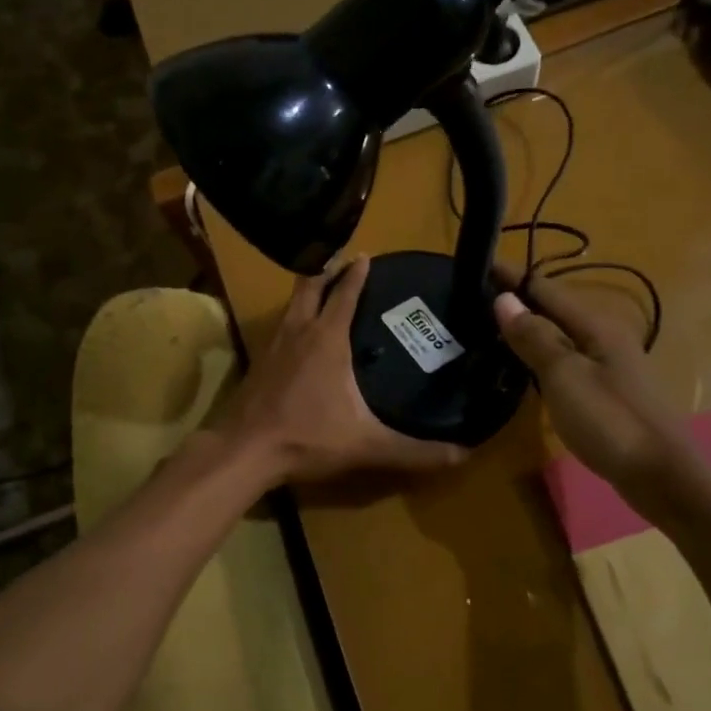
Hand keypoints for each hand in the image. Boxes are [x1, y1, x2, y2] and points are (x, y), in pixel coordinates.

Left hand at [223, 256, 468, 485]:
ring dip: (307, 290)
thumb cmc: (308, 436)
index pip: (344, 294)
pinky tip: (298, 334)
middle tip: (342, 260)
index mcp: (326, 339)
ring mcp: (273, 345)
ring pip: (291, 304)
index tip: (365, 255)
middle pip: (310, 287)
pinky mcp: (258, 362)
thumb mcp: (367, 444)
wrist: (245, 449)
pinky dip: (293, 316)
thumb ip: (415, 451)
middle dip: (327, 270)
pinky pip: (280, 326)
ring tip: (321, 287)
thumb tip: (464, 455)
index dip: (355, 274)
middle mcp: (298, 331)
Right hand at [494, 269, 710, 528]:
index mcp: (596, 326)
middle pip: (554, 309)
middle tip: (476, 298)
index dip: (512, 277)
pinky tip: (522, 366)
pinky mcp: (607, 391)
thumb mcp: (564, 376)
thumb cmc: (611, 422)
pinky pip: (566, 359)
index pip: (546, 289)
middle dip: (518, 300)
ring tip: (490, 327)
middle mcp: (605, 338)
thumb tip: (504, 299)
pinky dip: (540, 354)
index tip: (478, 265)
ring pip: (560, 335)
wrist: (663, 478)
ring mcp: (609, 366)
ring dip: (528, 327)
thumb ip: (534, 337)